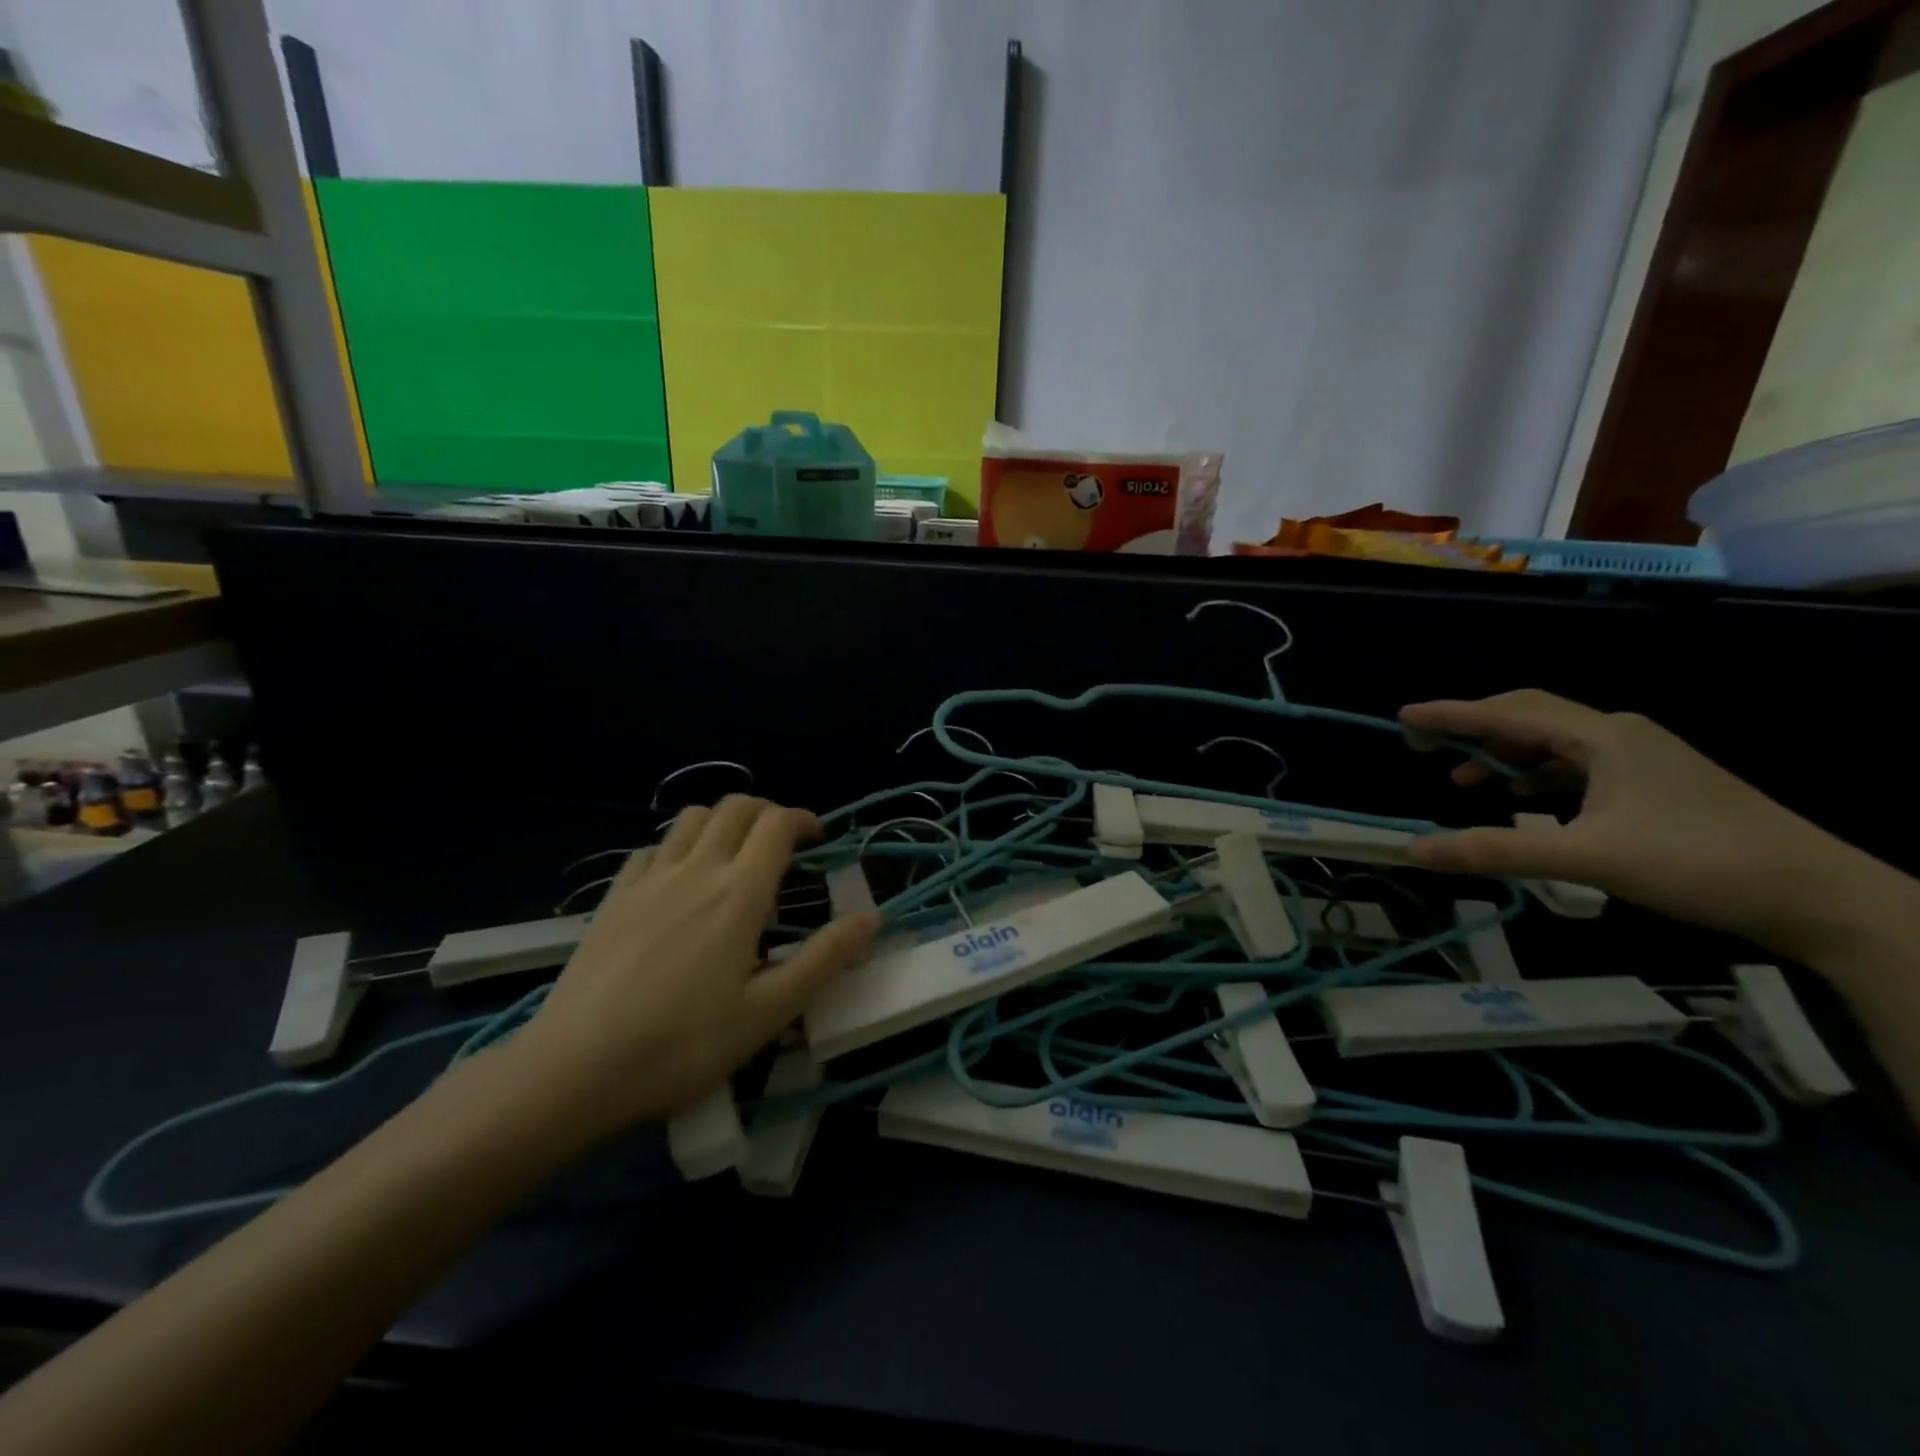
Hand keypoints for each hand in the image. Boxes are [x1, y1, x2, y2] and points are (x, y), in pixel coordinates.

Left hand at [509, 796, 878, 1140]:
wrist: (575, 1069)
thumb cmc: (683, 1045)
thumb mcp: (769, 1012)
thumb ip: (824, 958)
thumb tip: (872, 917)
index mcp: (739, 893)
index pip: (777, 824)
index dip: (803, 819)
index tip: (818, 839)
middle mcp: (696, 869)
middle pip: (736, 807)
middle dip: (767, 813)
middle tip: (783, 844)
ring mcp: (649, 879)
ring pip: (691, 818)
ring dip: (722, 821)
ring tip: (734, 853)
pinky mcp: (613, 897)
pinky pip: (653, 848)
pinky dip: (678, 845)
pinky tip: (678, 879)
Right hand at [1400, 690, 1881, 962]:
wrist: (1821, 897)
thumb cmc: (1698, 864)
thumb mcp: (1587, 858)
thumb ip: (1497, 851)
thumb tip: (1414, 850)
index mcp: (1603, 737)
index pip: (1510, 713)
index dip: (1452, 715)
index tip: (1403, 717)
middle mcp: (1620, 734)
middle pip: (1531, 716)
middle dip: (1474, 728)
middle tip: (1426, 745)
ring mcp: (1643, 759)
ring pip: (1555, 743)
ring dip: (1505, 756)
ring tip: (1465, 782)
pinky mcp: (1656, 784)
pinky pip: (1579, 766)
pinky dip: (1538, 777)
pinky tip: (1526, 803)